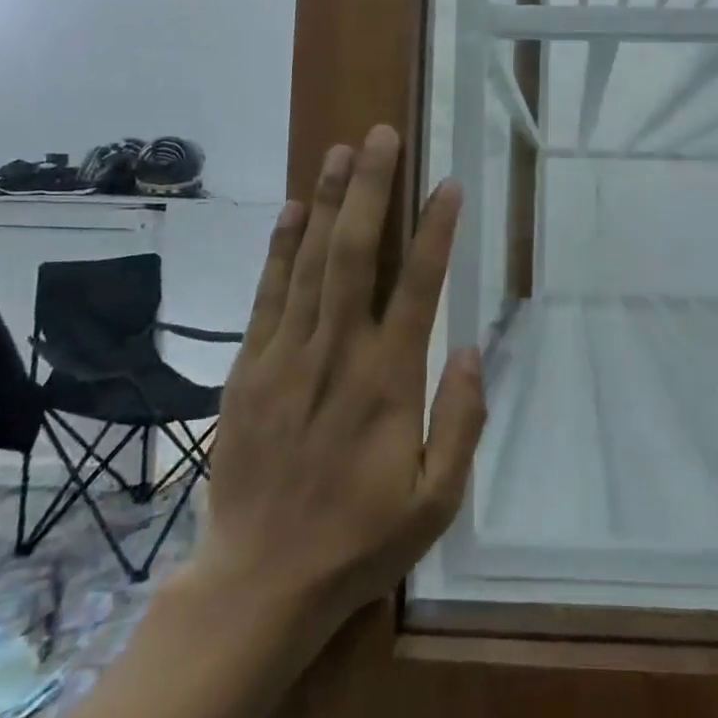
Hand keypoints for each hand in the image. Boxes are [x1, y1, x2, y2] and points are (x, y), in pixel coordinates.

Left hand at [194, 125, 484, 635]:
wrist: (259, 580)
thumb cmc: (359, 539)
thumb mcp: (437, 500)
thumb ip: (461, 419)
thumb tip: (469, 347)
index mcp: (389, 383)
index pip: (417, 287)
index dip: (433, 231)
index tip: (446, 184)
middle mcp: (337, 354)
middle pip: (355, 255)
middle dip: (370, 190)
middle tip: (381, 137)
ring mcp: (285, 357)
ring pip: (308, 263)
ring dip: (327, 202)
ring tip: (340, 151)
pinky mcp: (248, 369)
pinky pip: (267, 295)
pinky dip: (280, 248)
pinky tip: (292, 211)